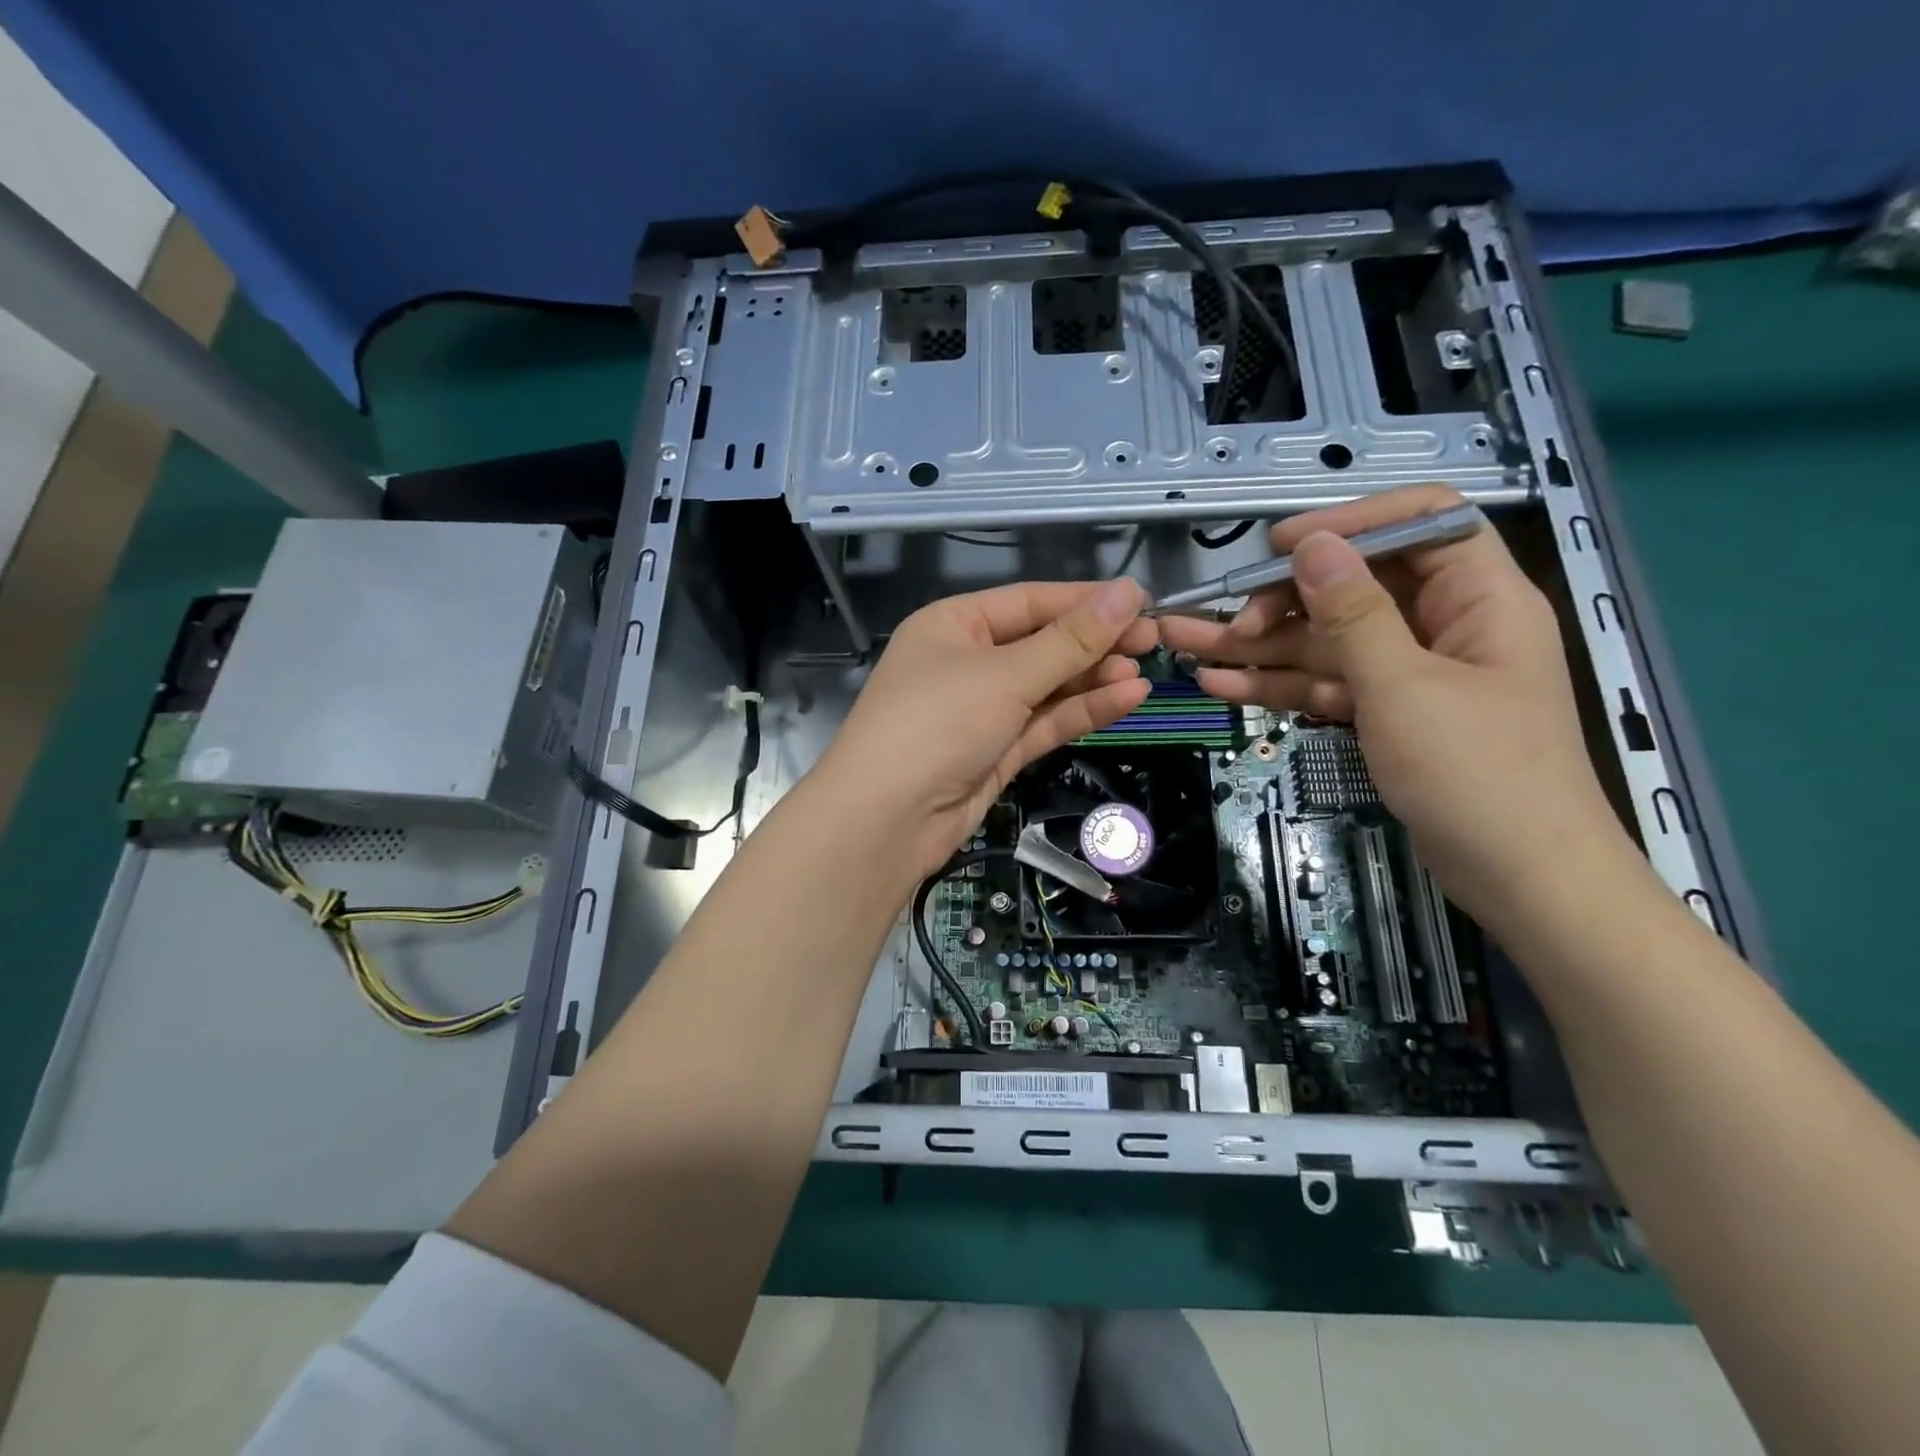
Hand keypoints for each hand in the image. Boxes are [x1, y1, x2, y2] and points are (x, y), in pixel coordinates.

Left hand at [817, 580, 1156, 880]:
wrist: (887, 820)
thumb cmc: (937, 723)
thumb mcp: (1005, 675)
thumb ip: (1070, 640)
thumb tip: (1129, 593)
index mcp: (954, 624)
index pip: (1030, 601)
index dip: (1085, 601)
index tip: (1142, 602)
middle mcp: (966, 661)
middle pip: (1041, 644)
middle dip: (1094, 643)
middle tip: (1154, 641)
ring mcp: (981, 710)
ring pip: (1046, 686)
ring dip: (1092, 678)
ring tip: (1144, 672)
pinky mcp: (996, 751)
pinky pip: (1044, 722)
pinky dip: (1081, 711)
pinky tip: (1126, 697)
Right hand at [1159, 485, 1627, 923]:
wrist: (1521, 881)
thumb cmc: (1478, 775)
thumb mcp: (1404, 687)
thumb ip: (1353, 613)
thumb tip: (1312, 545)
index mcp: (1476, 597)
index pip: (1418, 522)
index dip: (1349, 523)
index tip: (1280, 546)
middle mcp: (1442, 625)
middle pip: (1353, 588)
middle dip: (1282, 602)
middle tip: (1228, 624)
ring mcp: (1410, 673)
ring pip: (1326, 642)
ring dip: (1260, 647)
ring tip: (1186, 647)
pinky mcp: (1387, 714)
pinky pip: (1327, 684)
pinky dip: (1278, 685)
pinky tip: (1221, 685)